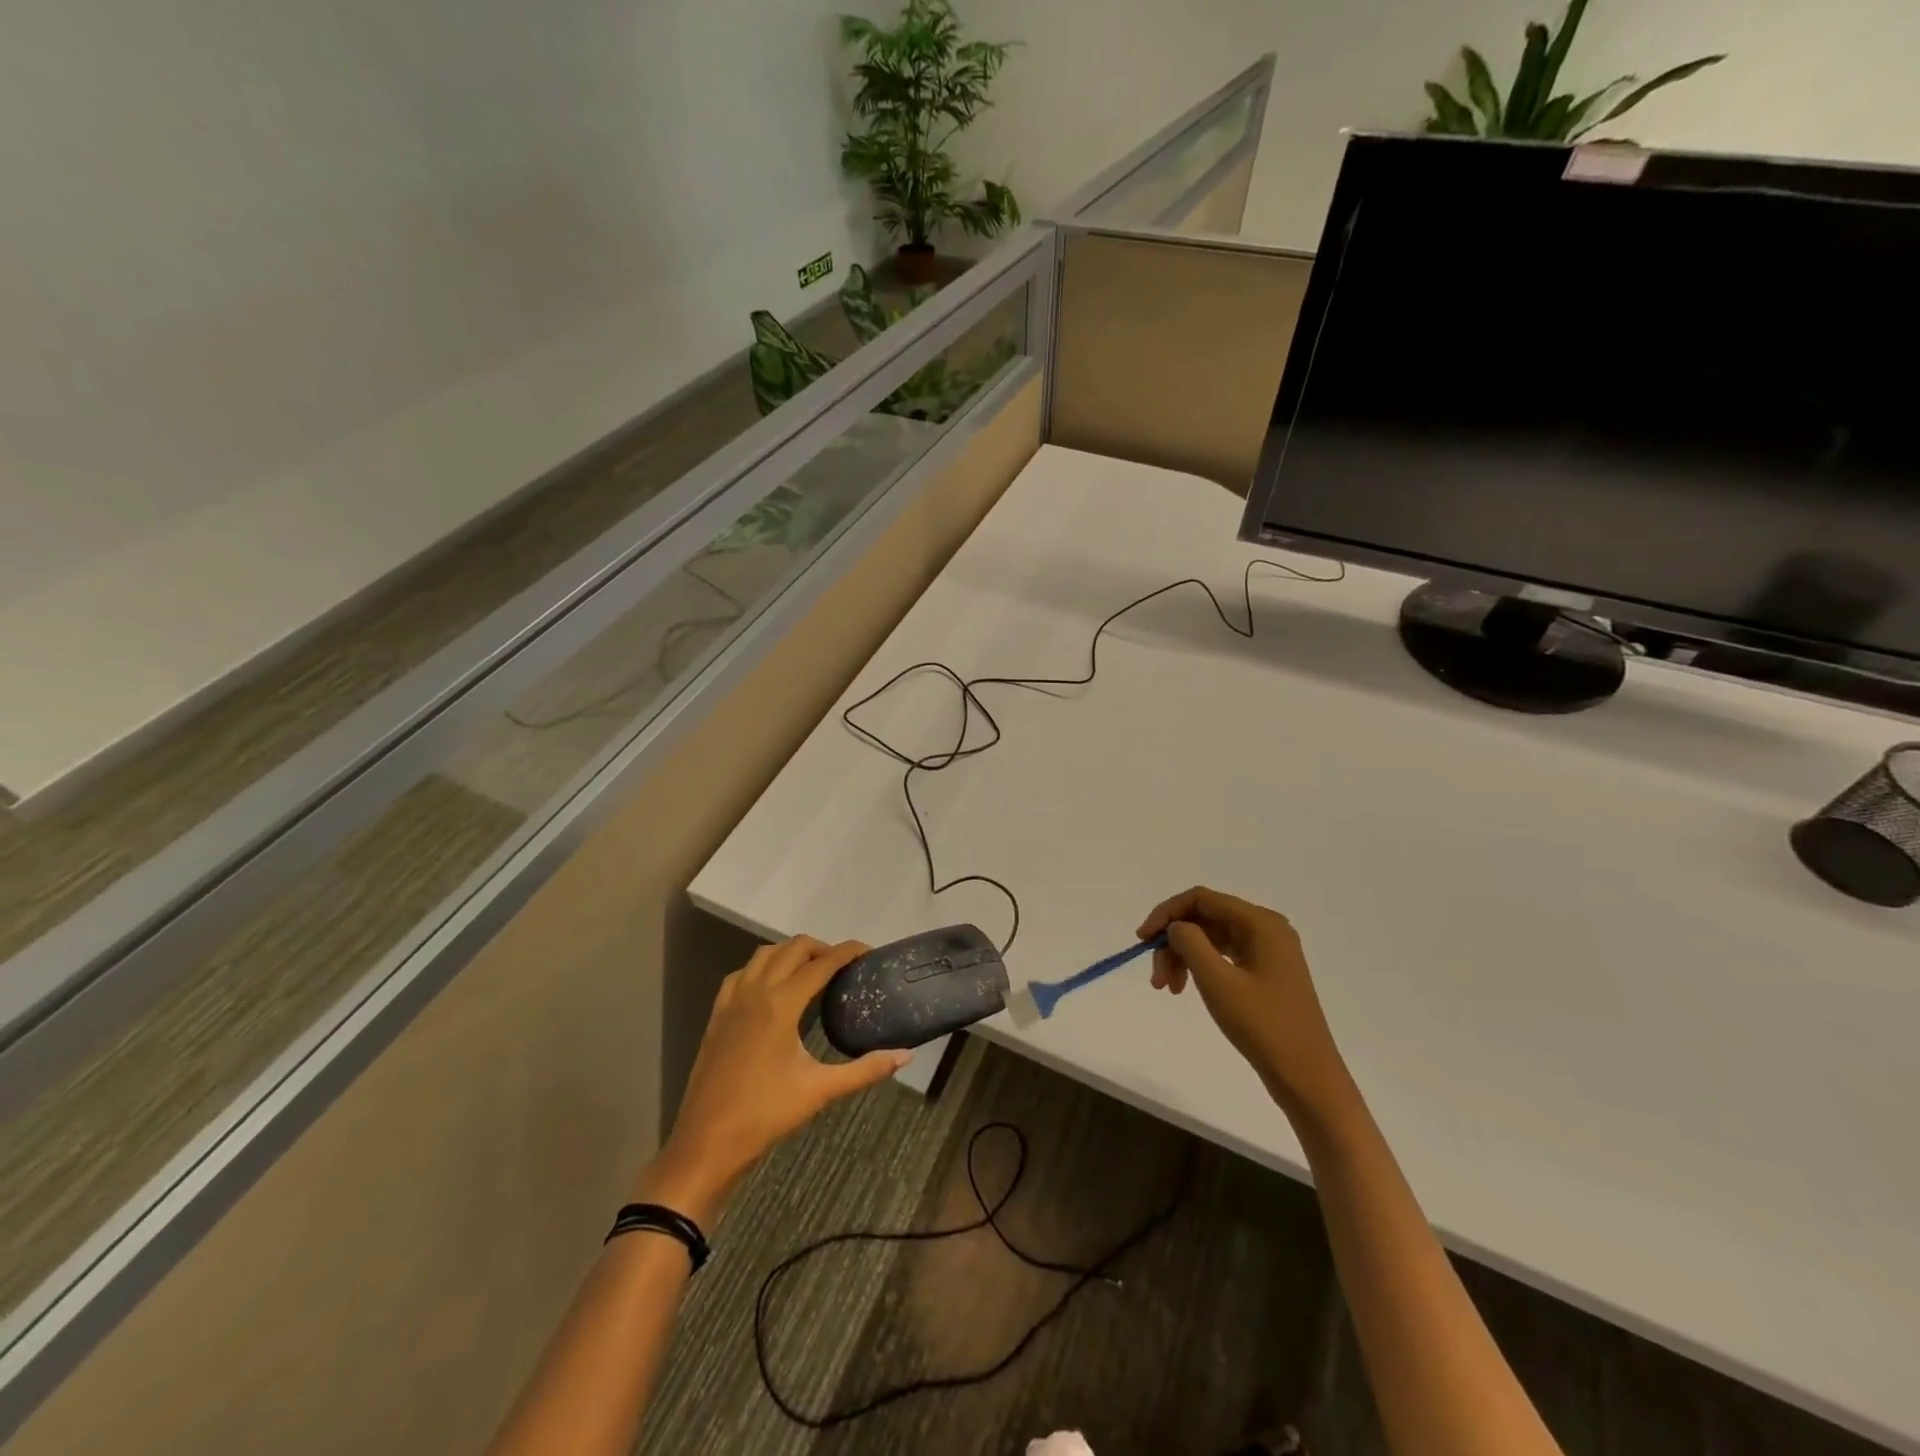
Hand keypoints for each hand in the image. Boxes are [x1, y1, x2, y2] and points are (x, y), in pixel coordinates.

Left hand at [636, 937, 909, 1225]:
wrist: (707, 1143)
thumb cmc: (765, 1115)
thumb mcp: (820, 1091)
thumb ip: (865, 1070)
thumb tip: (906, 1055)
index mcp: (781, 1004)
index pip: (821, 964)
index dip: (847, 952)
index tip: (869, 951)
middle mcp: (756, 991)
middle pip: (793, 948)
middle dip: (822, 948)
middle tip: (844, 966)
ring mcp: (732, 1001)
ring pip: (764, 954)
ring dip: (791, 953)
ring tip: (812, 971)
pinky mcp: (717, 1015)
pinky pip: (742, 973)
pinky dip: (762, 967)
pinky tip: (772, 987)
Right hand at [1139, 887, 1356, 1128]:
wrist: (1307, 1077)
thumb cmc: (1263, 1025)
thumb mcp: (1218, 981)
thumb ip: (1190, 942)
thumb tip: (1175, 926)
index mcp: (1261, 923)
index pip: (1201, 899)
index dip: (1166, 913)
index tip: (1142, 940)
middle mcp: (1266, 928)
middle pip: (1205, 918)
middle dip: (1174, 942)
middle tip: (1156, 977)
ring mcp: (1268, 951)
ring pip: (1212, 939)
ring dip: (1184, 957)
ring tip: (1167, 989)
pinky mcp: (1266, 972)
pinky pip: (1224, 956)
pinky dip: (1201, 968)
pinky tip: (1186, 987)